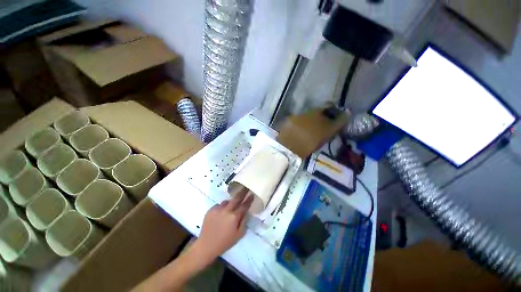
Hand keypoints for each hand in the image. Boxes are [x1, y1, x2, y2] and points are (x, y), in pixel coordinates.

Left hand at [193, 188, 253, 263]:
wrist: (206, 245)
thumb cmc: (225, 242)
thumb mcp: (239, 235)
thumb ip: (244, 221)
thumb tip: (246, 211)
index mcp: (234, 217)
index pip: (244, 205)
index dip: (249, 199)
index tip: (252, 194)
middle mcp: (226, 210)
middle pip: (236, 198)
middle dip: (242, 192)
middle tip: (245, 187)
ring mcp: (218, 209)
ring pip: (227, 201)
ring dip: (230, 203)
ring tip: (229, 209)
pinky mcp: (211, 209)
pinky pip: (219, 205)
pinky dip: (221, 208)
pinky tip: (220, 214)